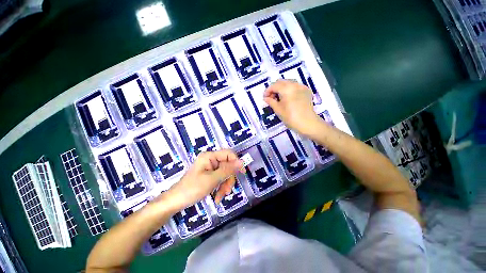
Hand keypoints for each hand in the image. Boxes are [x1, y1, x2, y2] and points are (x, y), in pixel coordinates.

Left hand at [164, 149, 243, 209]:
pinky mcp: (210, 174)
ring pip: (225, 173)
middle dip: (229, 179)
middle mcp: (211, 160)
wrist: (176, 201)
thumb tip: (242, 162)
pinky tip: (217, 197)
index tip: (242, 173)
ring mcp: (210, 167)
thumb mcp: (212, 179)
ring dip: (225, 185)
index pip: (229, 154)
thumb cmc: (192, 189)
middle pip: (228, 165)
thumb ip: (228, 170)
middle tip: (227, 191)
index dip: (236, 162)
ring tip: (220, 197)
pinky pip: (220, 178)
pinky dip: (221, 187)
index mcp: (210, 156)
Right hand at [264, 80, 320, 135]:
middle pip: (281, 82)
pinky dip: (289, 89)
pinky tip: (288, 98)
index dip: (267, 91)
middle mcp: (294, 84)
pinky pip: (295, 86)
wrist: (307, 123)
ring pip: (288, 83)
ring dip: (281, 88)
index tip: (264, 98)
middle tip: (271, 98)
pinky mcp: (306, 91)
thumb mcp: (278, 110)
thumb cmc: (290, 117)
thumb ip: (270, 101)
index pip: (274, 85)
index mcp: (286, 88)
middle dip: (274, 88)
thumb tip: (265, 98)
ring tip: (279, 98)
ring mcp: (302, 87)